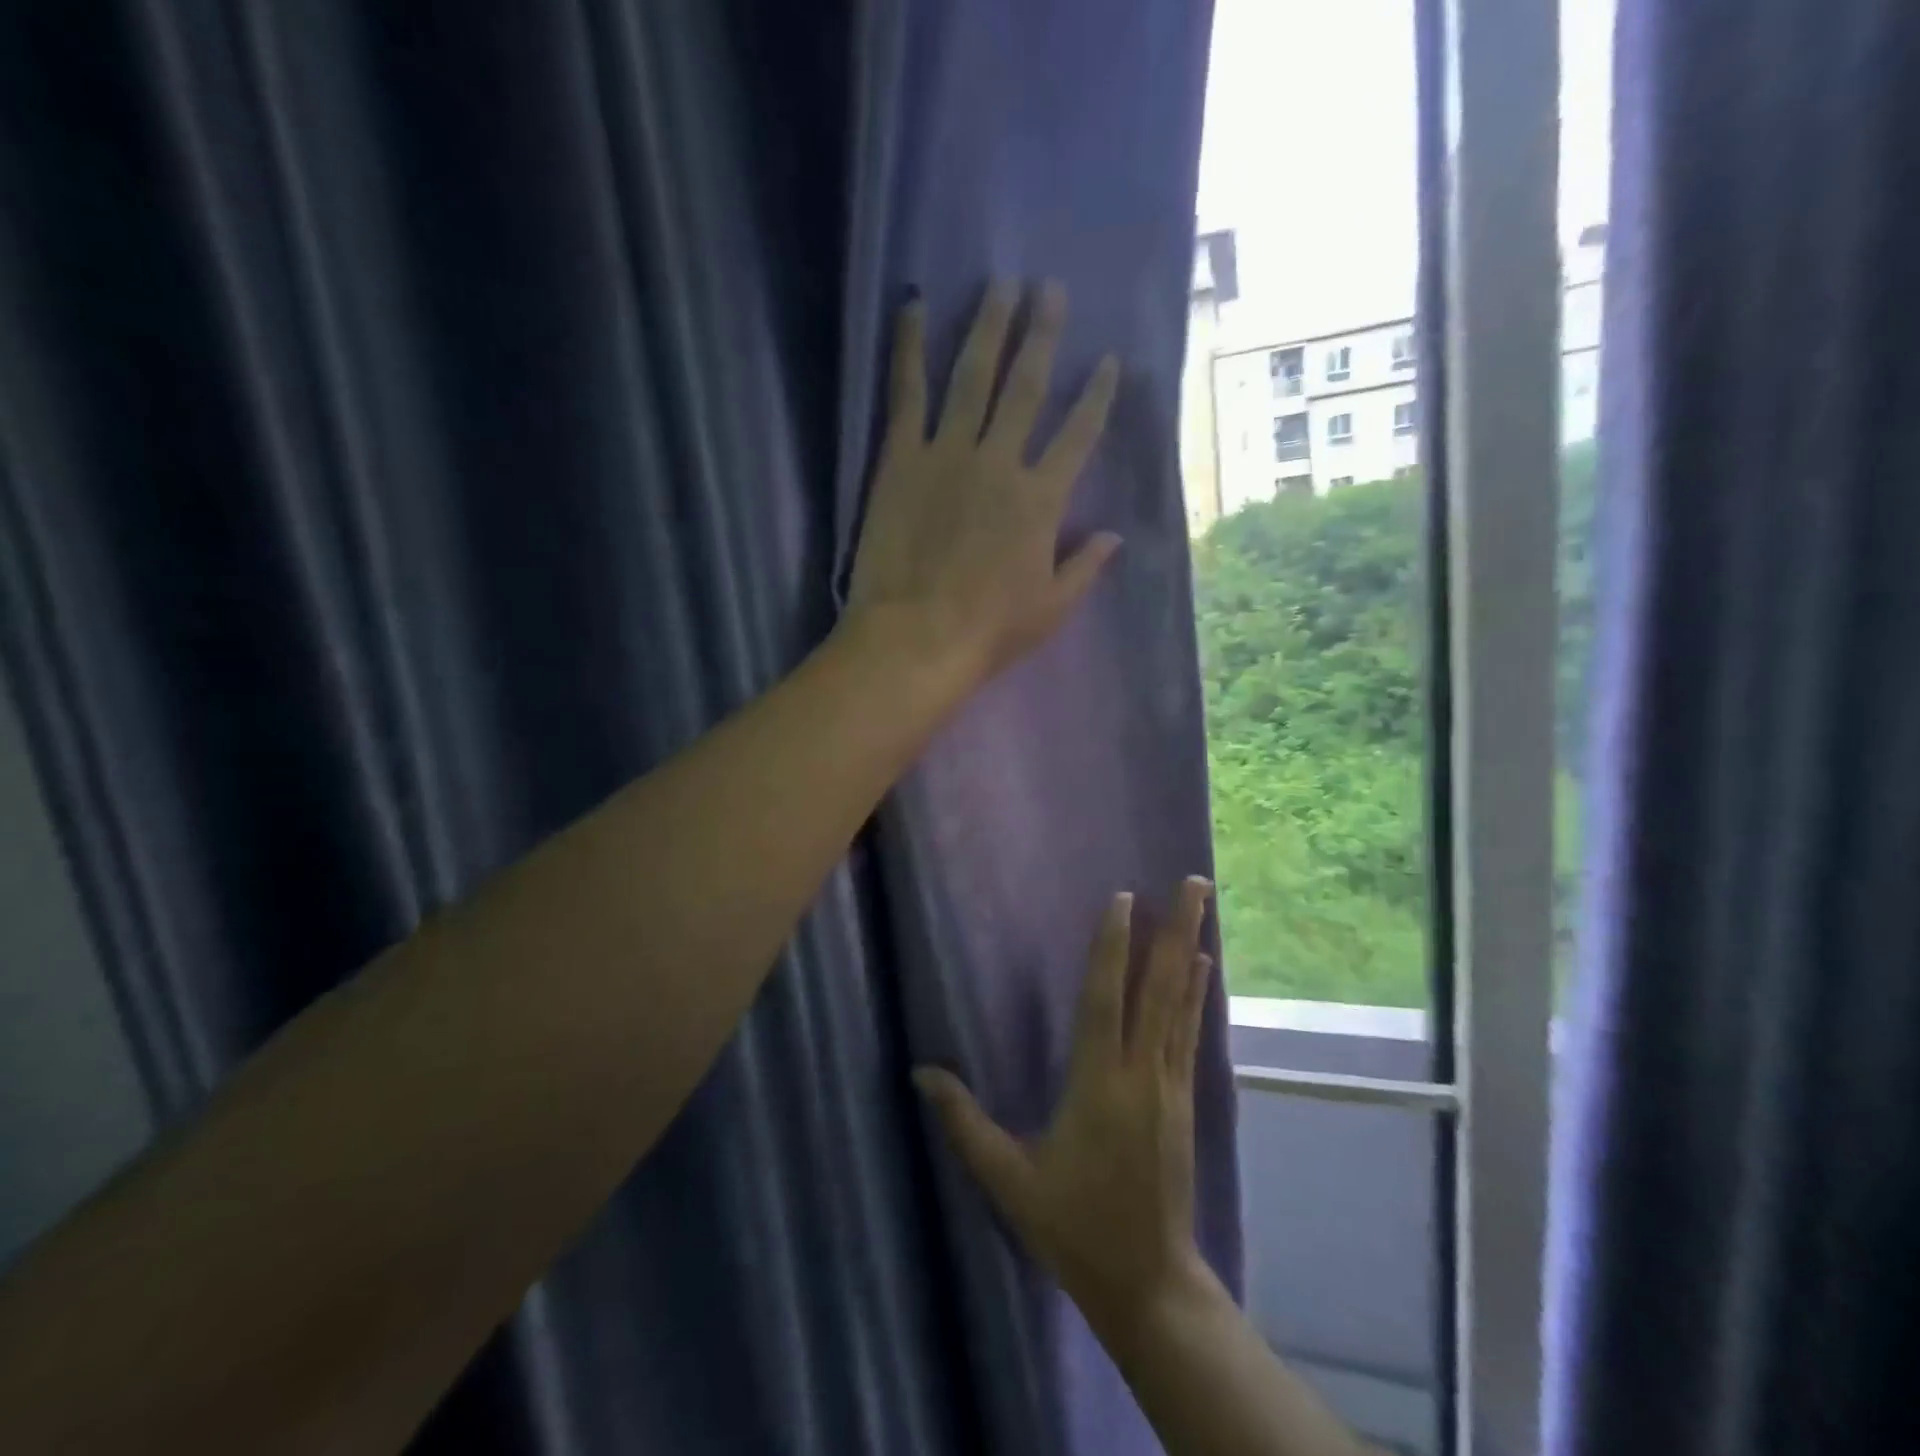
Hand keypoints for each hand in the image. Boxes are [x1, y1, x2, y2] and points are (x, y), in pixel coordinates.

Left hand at [847, 281, 1121, 685]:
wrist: (916, 638)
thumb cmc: (988, 631)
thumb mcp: (1051, 608)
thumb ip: (1085, 567)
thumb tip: (1115, 535)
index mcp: (1041, 499)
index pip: (1078, 434)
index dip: (1096, 395)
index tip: (1108, 360)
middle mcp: (1000, 462)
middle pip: (1026, 387)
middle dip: (1042, 335)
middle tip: (1049, 288)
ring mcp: (948, 454)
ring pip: (973, 377)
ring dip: (989, 327)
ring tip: (1000, 284)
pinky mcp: (901, 459)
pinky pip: (907, 394)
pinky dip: (909, 349)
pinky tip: (914, 307)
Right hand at [915, 877, 1216, 1336]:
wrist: (1150, 1284)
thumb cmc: (1074, 1227)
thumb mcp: (1009, 1180)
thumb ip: (965, 1123)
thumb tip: (921, 1072)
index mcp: (1097, 1084)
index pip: (1103, 998)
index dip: (1112, 945)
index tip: (1123, 898)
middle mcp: (1140, 1072)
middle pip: (1158, 987)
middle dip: (1176, 929)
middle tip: (1194, 880)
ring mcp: (1169, 1084)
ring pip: (1180, 1003)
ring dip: (1192, 949)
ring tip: (1203, 906)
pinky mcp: (1185, 1100)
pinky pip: (1190, 1033)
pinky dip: (1196, 995)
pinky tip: (1205, 969)